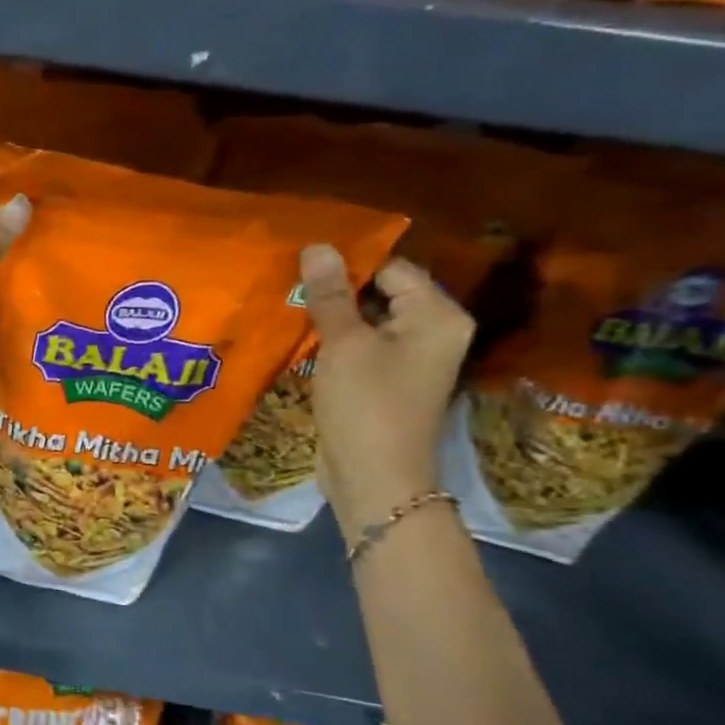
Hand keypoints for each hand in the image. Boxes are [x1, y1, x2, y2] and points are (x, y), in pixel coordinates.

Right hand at [300, 244, 473, 544]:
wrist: (375, 479)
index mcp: (437, 315)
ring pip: (367, 320)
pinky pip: (361, 346)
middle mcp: (433, 331)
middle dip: (335, 289)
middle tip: (287, 282)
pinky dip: (334, 340)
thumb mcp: (344, 344)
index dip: (346, 264)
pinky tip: (299, 336)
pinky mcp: (387, 381)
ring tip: (286, 304)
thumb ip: (330, 294)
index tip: (299, 264)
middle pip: (381, 292)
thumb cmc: (366, 405)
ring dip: (330, 315)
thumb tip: (317, 246)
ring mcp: (411, 359)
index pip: (391, 268)